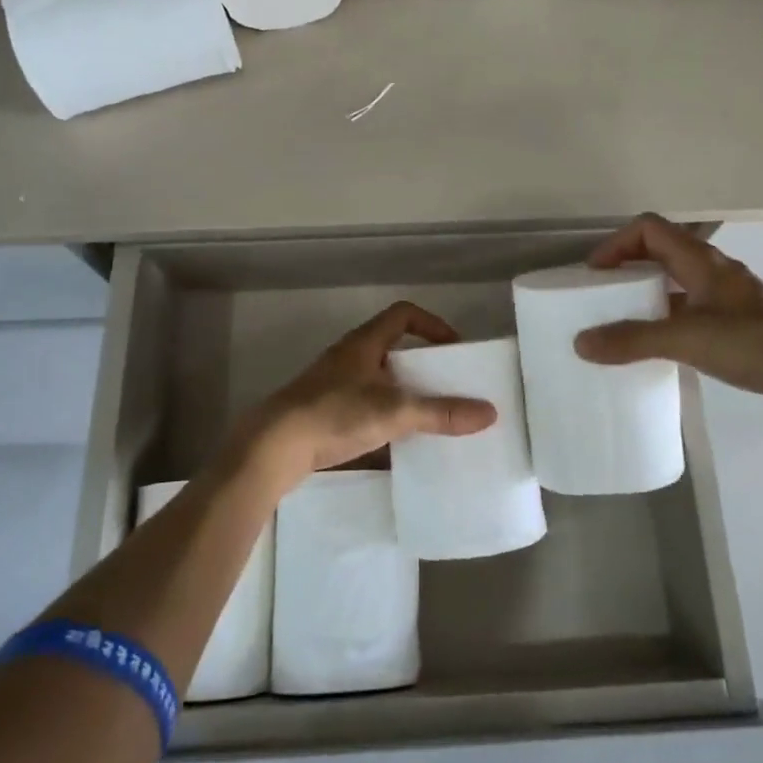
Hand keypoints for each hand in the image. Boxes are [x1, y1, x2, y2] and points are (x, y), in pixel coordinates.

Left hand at [239, 301, 496, 488]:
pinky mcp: (323, 413)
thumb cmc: (334, 414)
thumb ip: (441, 413)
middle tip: (447, 385)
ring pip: (378, 380)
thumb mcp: (394, 412)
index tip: (455, 349)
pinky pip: (363, 407)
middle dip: (422, 365)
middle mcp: (348, 357)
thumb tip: (489, 412)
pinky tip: (396, 445)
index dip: (433, 325)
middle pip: (393, 348)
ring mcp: (333, 385)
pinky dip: (384, 419)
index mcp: (365, 343)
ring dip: (403, 393)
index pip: (404, 314)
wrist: (272, 447)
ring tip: (427, 416)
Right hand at [572, 213, 762, 415]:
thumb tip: (580, 342)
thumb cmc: (754, 343)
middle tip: (602, 296)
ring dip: (647, 293)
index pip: (649, 228)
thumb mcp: (688, 339)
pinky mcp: (737, 322)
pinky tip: (660, 345)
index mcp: (701, 260)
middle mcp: (713, 270)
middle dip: (627, 267)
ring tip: (622, 321)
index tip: (594, 273)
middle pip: (660, 251)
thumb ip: (633, 340)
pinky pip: (690, 307)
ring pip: (676, 281)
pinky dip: (667, 316)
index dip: (617, 243)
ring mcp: (727, 296)